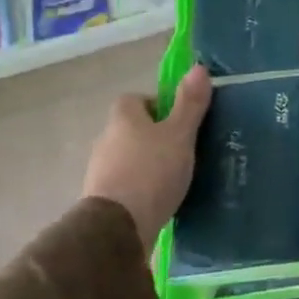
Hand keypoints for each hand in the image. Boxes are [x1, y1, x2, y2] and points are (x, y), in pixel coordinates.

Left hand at [81, 65, 210, 249]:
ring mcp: (100, 172)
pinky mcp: (102, 200)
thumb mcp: (180, 134)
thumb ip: (190, 103)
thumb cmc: (151, 172)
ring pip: (128, 157)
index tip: (178, 119)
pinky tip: (160, 197)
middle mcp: (106, 140)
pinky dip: (140, 186)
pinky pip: (125, 183)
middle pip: (131, 129)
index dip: (156, 104)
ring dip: (147, 162)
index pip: (134, 99)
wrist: (116, 230)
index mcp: (123, 119)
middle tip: (182, 147)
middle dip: (154, 135)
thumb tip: (198, 67)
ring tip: (175, 175)